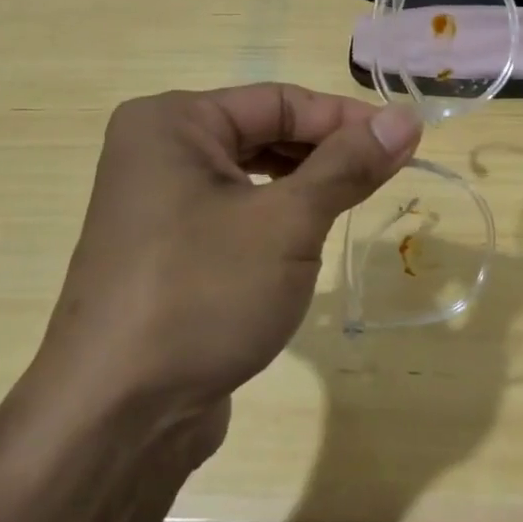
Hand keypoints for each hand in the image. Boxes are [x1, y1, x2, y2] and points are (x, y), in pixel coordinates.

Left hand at [28, 85, 422, 461]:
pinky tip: (307, 240)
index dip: (347, 118)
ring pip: (252, 175)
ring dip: (306, 186)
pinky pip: (235, 213)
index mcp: (172, 123)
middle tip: (388, 173)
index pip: (280, 101)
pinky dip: (277, 218)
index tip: (405, 141)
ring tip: (356, 203)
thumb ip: (348, 165)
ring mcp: (157, 204)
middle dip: (327, 152)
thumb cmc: (202, 296)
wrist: (115, 420)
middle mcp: (157, 151)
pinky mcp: (167, 250)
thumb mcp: (287, 224)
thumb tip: (407, 119)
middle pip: (264, 132)